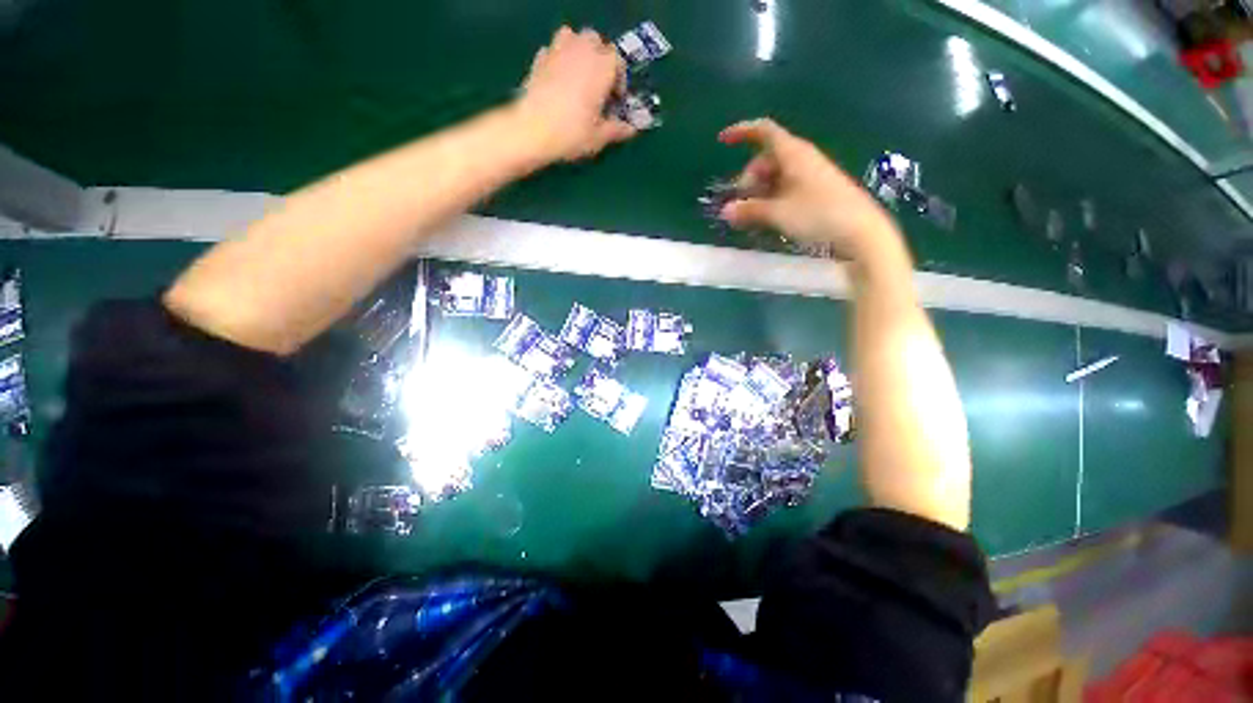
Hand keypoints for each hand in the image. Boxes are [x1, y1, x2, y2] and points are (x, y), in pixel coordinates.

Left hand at [514, 26, 636, 161]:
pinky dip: (558, 59)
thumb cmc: (572, 133)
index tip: (615, 101)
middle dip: (599, 59)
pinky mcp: (539, 59)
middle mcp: (582, 50)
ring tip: (578, 75)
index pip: (618, 61)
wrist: (532, 130)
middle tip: (598, 86)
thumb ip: (617, 129)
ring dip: (578, 50)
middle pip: (595, 41)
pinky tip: (558, 80)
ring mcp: (557, 51)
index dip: (619, 80)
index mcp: (602, 66)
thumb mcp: (599, 137)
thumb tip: (631, 129)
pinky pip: (553, 50)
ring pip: (572, 37)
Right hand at [718, 119, 902, 265]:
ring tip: (750, 218)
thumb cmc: (819, 215)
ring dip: (758, 194)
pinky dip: (771, 201)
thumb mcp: (778, 214)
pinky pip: (785, 190)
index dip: (742, 132)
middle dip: (748, 179)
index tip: (722, 141)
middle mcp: (801, 160)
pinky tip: (767, 220)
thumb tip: (725, 211)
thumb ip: (749, 210)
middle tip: (740, 205)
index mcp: (793, 154)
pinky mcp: (815, 193)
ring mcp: (809, 176)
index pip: (764, 131)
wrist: (860, 232)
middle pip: (766, 160)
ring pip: (775, 177)